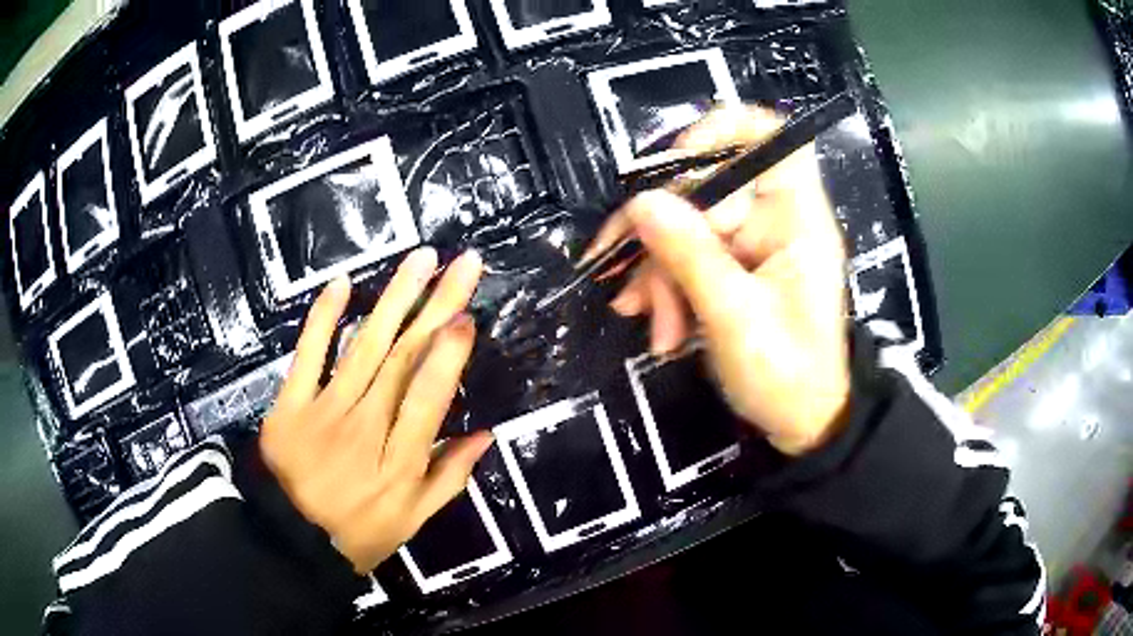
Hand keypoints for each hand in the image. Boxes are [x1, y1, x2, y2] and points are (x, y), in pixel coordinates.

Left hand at [259, 248, 492, 572]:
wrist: (289, 540)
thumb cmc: (357, 534)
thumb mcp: (412, 521)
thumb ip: (448, 478)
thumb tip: (484, 434)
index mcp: (399, 461)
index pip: (427, 399)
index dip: (447, 357)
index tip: (465, 316)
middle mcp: (366, 427)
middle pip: (403, 359)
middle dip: (436, 306)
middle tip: (462, 264)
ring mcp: (324, 411)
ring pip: (364, 346)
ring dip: (394, 299)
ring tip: (421, 259)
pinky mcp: (290, 404)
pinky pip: (308, 355)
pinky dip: (323, 319)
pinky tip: (342, 285)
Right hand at [596, 106, 850, 455]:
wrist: (802, 422)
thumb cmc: (787, 376)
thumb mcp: (735, 319)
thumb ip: (690, 256)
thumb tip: (643, 201)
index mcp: (797, 217)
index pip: (772, 136)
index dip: (722, 131)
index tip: (677, 163)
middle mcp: (774, 218)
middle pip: (707, 186)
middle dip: (664, 233)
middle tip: (634, 283)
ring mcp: (752, 242)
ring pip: (687, 223)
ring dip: (657, 270)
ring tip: (646, 320)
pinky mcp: (734, 266)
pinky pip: (688, 254)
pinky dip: (665, 286)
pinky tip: (656, 324)